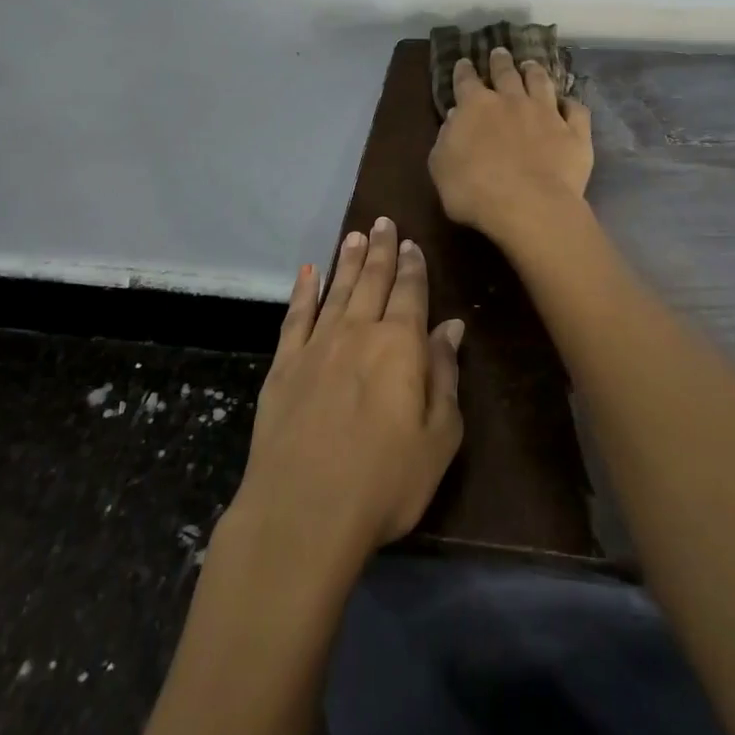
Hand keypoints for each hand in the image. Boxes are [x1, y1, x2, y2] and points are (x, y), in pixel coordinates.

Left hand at [230, 218, 464, 571]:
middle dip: (381, 249)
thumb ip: (444, 376)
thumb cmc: (384, 482)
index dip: (413, 266)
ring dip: (348, 260)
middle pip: (372, 280)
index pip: (410, 292)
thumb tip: (452, 327)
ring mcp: (316, 345)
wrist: (302, 513)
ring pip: (337, 289)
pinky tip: (308, 272)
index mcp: (399, 345)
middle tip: (383, 221)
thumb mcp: (438, 438)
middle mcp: (358, 331)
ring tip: (355, 235)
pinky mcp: (283, 365)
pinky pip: (296, 316)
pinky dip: (303, 291)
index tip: (412, 242)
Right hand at [428, 47, 593, 241]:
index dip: (464, 71)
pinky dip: (572, 104)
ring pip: (541, 83)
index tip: (464, 62)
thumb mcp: (441, 168)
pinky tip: (570, 103)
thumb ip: (446, 139)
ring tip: (531, 65)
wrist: (529, 207)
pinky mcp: (574, 132)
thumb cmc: (474, 192)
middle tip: (500, 52)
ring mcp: (546, 114)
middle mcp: (512, 101)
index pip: (466, 81)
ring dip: (535, 72)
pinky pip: (576, 111)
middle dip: (501, 61)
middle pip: (506, 73)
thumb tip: (455, 117)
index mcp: (475, 107)